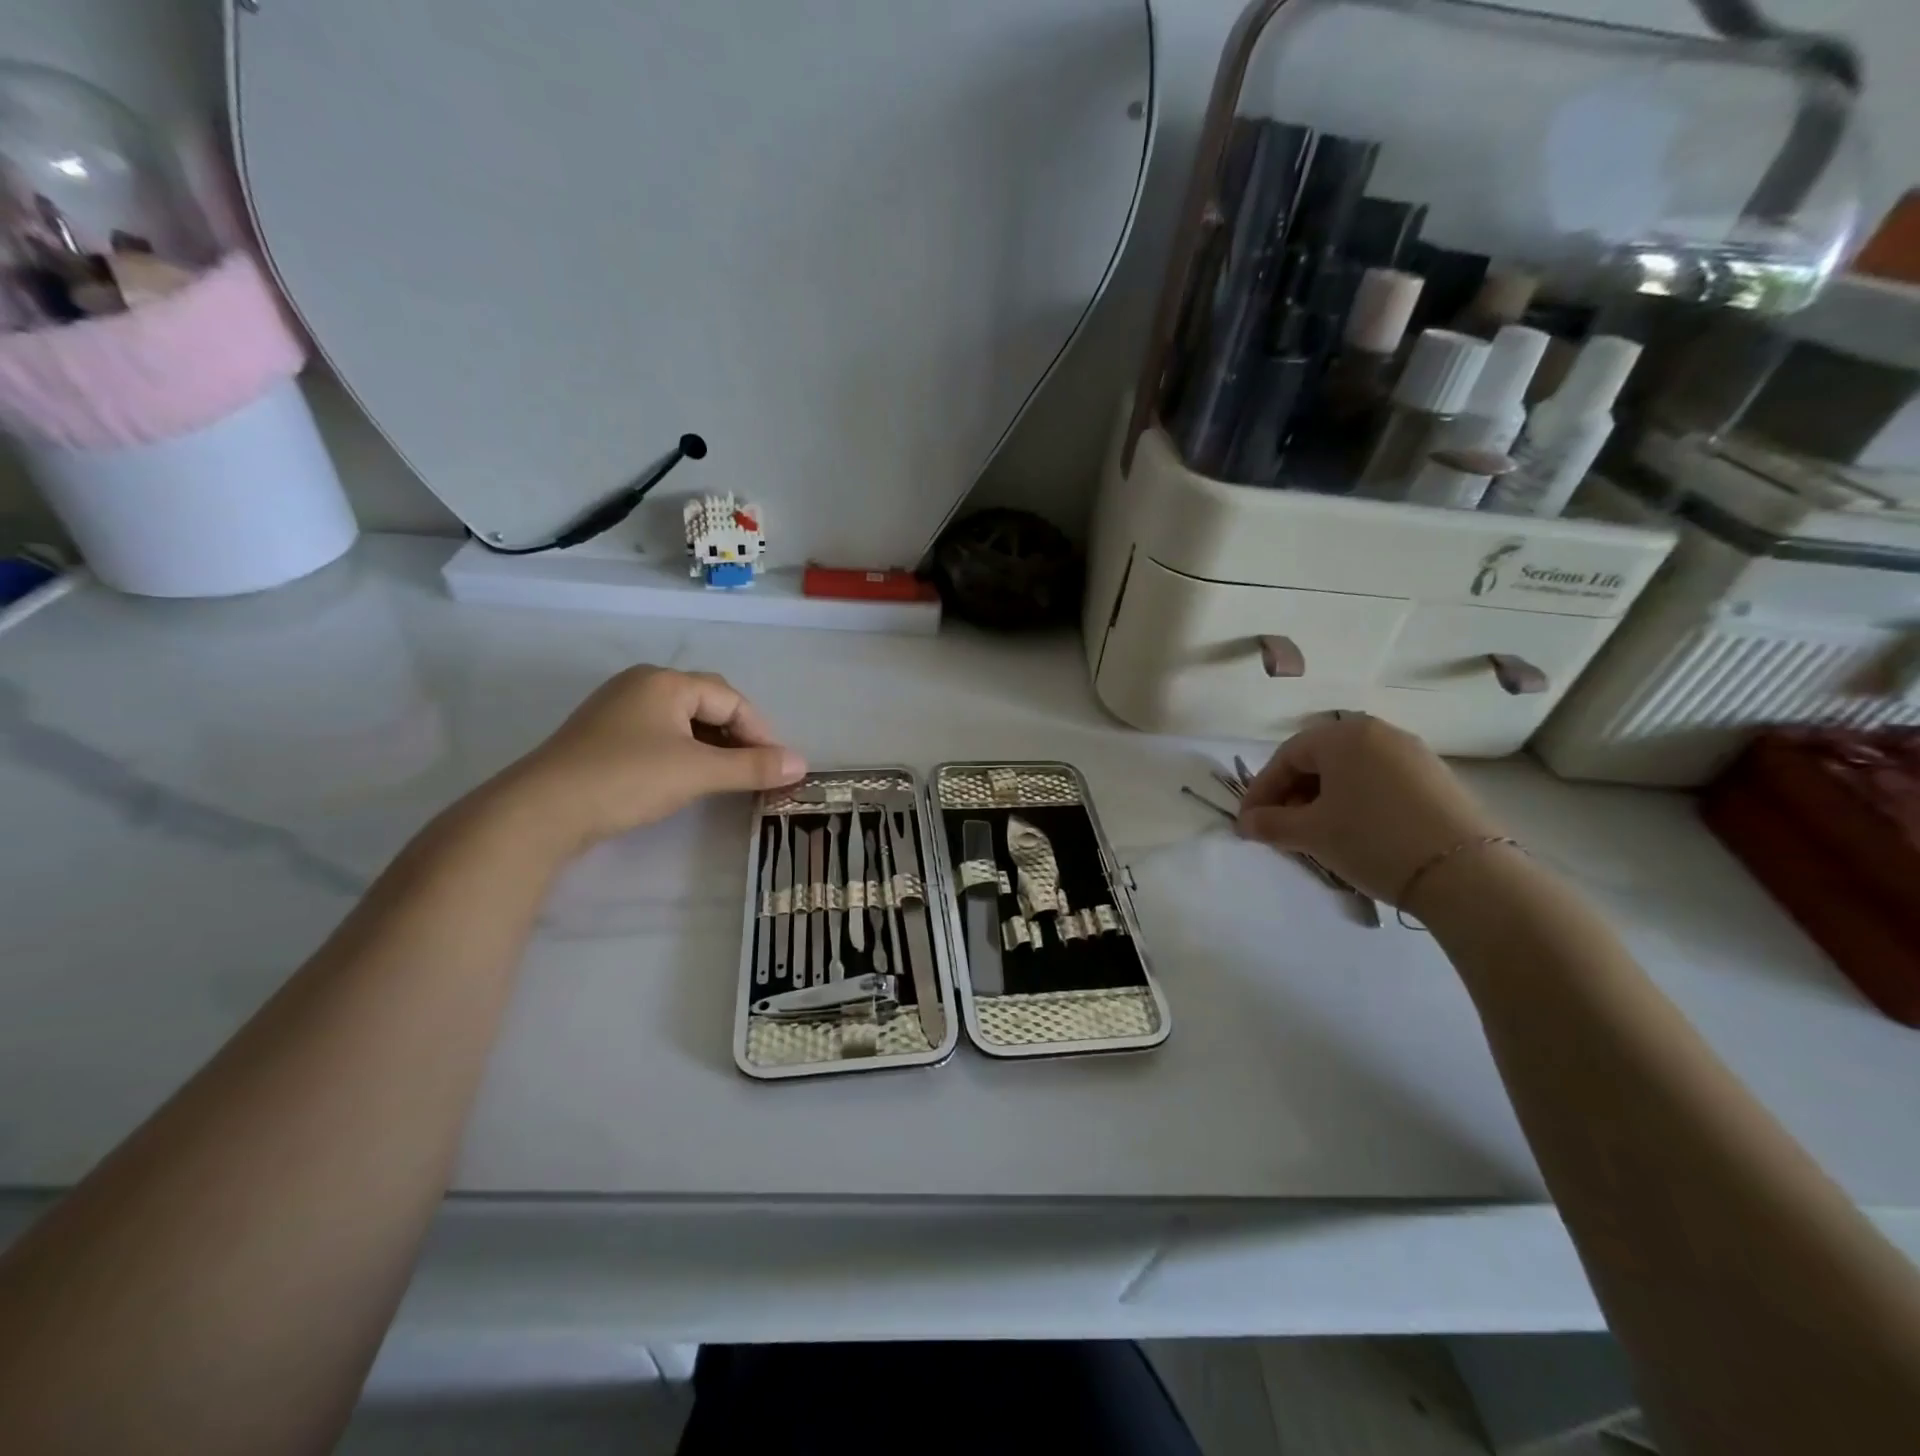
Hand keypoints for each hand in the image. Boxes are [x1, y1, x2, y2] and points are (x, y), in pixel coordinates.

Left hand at [490, 666, 805, 853]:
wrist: (541, 811)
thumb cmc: (627, 779)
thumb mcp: (698, 772)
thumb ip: (752, 767)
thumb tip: (802, 764)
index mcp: (666, 682)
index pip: (730, 699)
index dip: (760, 732)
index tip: (778, 766)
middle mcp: (642, 685)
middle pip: (707, 704)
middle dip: (737, 735)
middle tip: (755, 769)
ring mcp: (618, 709)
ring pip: (682, 721)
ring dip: (712, 746)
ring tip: (727, 776)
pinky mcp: (603, 736)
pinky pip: (659, 735)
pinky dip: (684, 753)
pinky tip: (687, 778)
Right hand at [1235, 714, 1505, 904]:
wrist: (1467, 873)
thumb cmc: (1372, 840)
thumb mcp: (1312, 834)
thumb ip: (1271, 824)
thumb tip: (1246, 823)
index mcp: (1343, 735)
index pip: (1286, 757)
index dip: (1261, 791)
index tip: (1248, 824)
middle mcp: (1379, 733)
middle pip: (1319, 761)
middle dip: (1292, 795)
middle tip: (1280, 829)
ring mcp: (1413, 754)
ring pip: (1350, 772)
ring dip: (1323, 800)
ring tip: (1316, 835)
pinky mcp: (1438, 779)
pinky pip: (1379, 782)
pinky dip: (1356, 803)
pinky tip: (1355, 833)